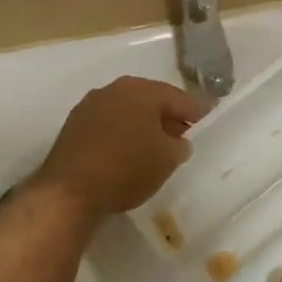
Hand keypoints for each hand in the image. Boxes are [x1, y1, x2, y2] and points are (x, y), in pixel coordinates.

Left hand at [34, 76, 206, 220]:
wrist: (70, 192)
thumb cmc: (127, 168)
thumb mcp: (167, 159)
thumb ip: (179, 144)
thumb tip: (177, 141)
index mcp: (141, 90)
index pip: (179, 98)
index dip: (198, 111)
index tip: (211, 119)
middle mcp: (113, 89)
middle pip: (150, 101)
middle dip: (168, 117)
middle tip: (185, 134)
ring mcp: (89, 106)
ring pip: (127, 112)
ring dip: (143, 126)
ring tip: (157, 147)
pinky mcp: (73, 127)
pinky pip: (108, 126)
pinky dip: (122, 135)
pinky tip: (128, 154)